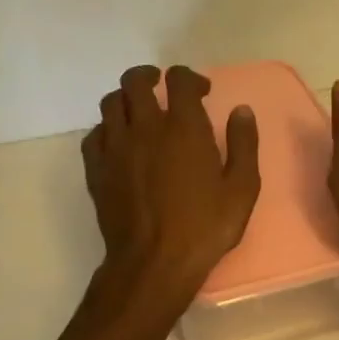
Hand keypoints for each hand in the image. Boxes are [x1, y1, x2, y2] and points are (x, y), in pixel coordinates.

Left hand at [82, 64, 260, 299]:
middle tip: (162, 87)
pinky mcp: (96, 169)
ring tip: (139, 111)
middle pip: (135, 81)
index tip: (201, 92)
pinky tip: (120, 142)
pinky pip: (95, 134)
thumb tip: (241, 111)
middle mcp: (145, 127)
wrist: (154, 263)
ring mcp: (115, 147)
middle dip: (150, 76)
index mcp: (183, 127)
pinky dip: (107, 129)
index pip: (178, 80)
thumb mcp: (242, 189)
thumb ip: (243, 144)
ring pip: (111, 103)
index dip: (190, 78)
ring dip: (126, 99)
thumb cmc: (204, 227)